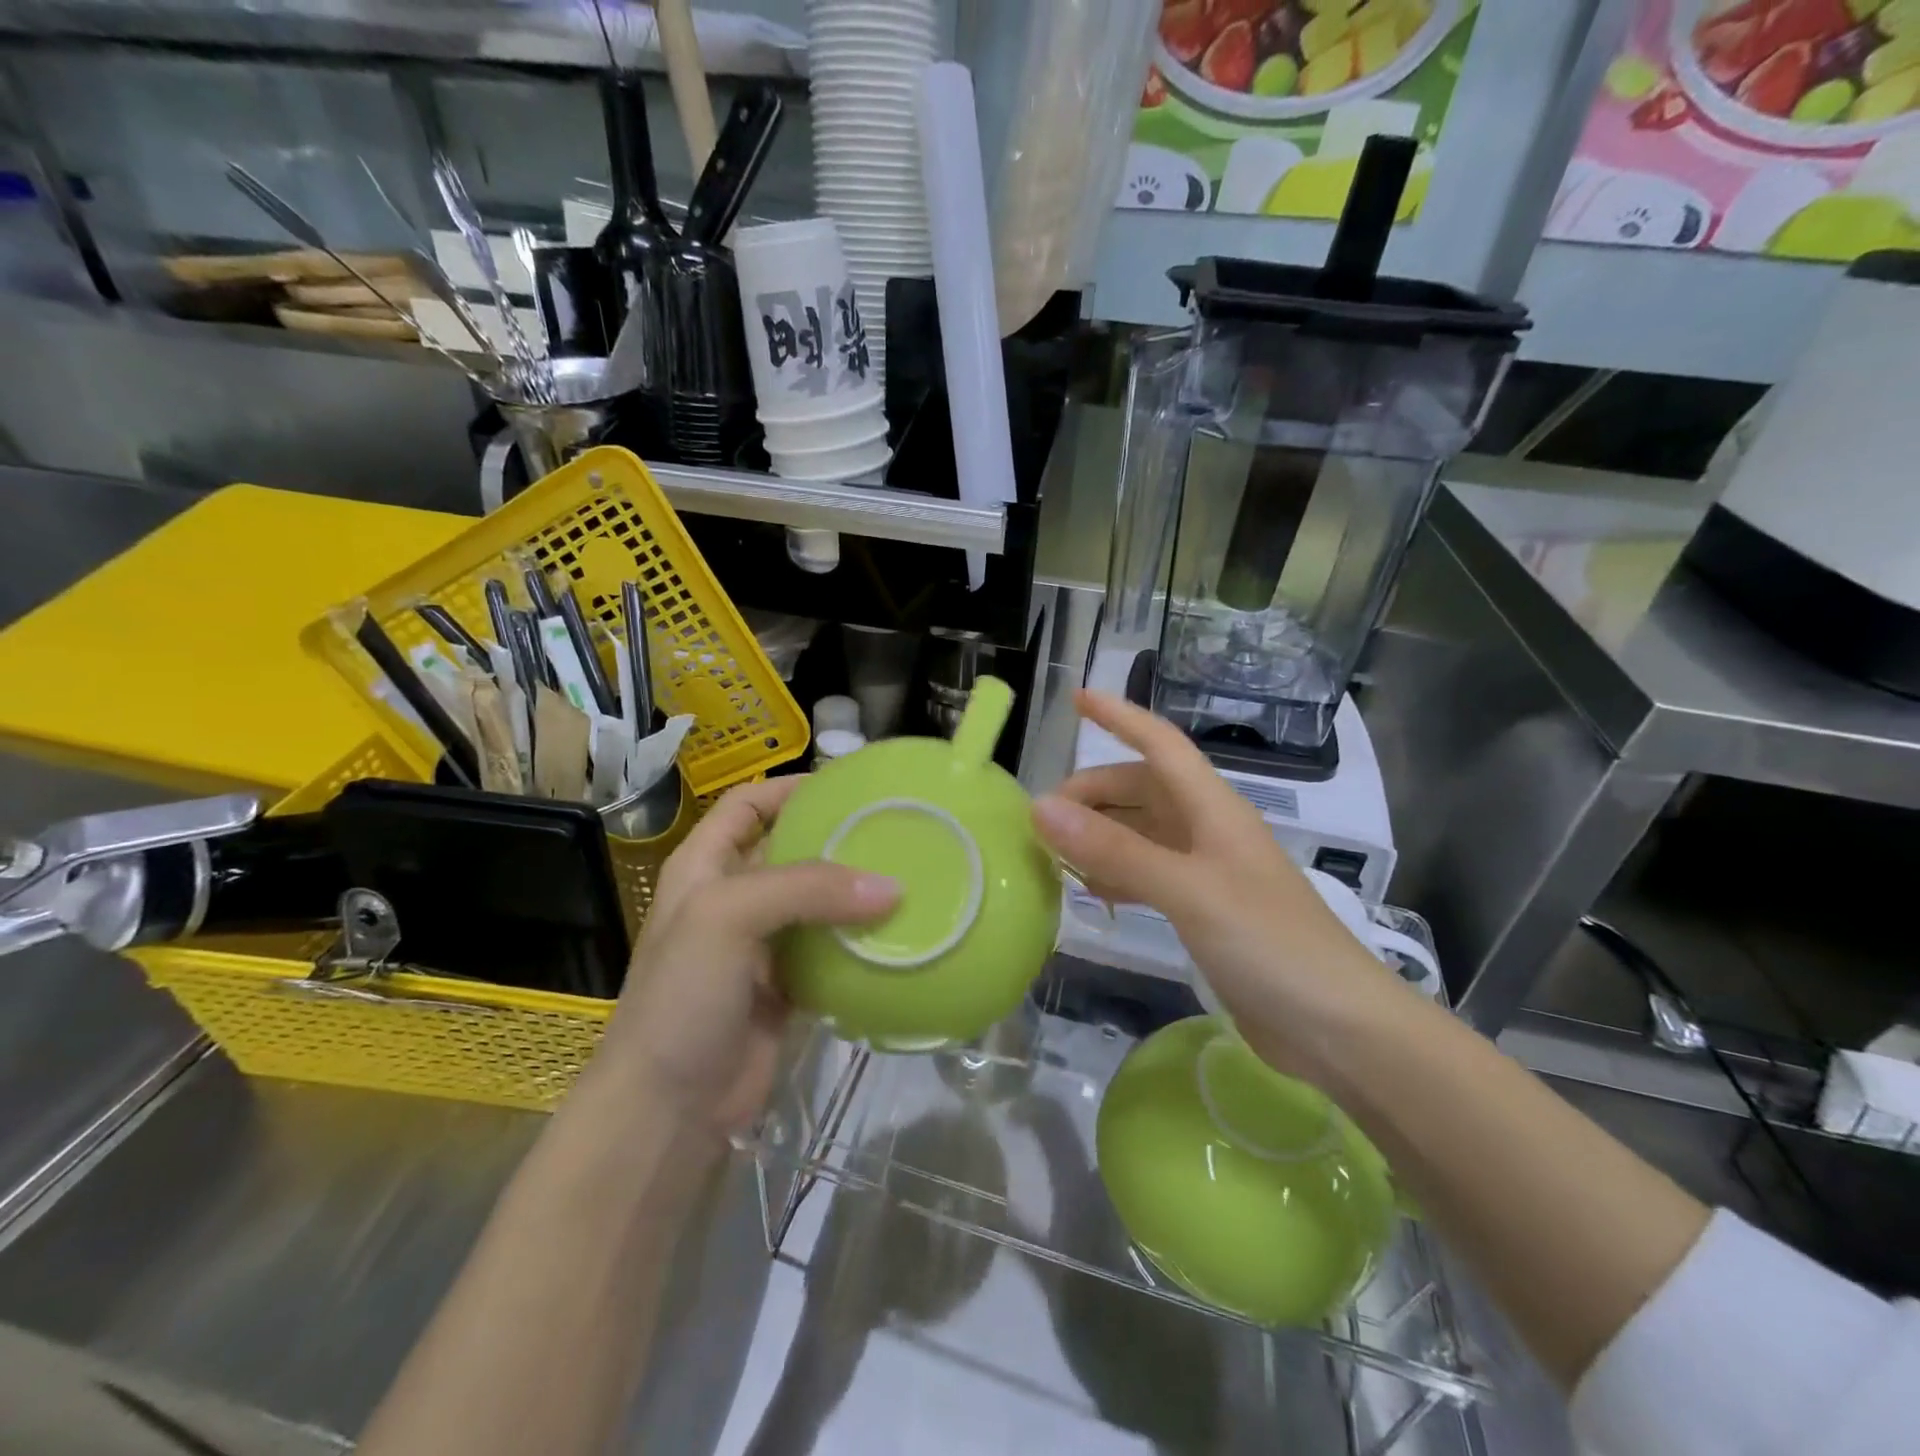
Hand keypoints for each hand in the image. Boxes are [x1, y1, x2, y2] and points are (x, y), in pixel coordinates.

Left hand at [593, 777, 897, 1135]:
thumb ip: (808, 889)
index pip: (747, 805)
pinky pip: (831, 955)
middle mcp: (733, 899)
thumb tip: (893, 888)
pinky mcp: (786, 990)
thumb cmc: (682, 996)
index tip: (849, 786)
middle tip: (896, 832)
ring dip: (855, 895)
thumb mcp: (729, 918)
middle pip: (791, 851)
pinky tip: (898, 938)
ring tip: (910, 878)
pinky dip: (860, 946)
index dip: (790, 788)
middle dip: (837, 840)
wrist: (667, 1108)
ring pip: (816, 905)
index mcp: (705, 867)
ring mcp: (760, 948)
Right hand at [1031, 690, 1395, 1079]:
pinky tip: (1091, 892)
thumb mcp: (1188, 890)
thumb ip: (1115, 850)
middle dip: (1093, 792)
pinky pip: (1148, 874)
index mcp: (1212, 809)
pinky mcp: (1205, 911)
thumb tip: (1041, 807)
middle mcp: (1208, 830)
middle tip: (1042, 819)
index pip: (1160, 744)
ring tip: (1054, 851)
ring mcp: (1207, 872)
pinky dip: (1116, 874)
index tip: (1076, 698)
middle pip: (1142, 790)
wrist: (1338, 1028)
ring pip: (1142, 832)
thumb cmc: (1269, 943)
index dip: (1120, 718)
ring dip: (1100, 834)